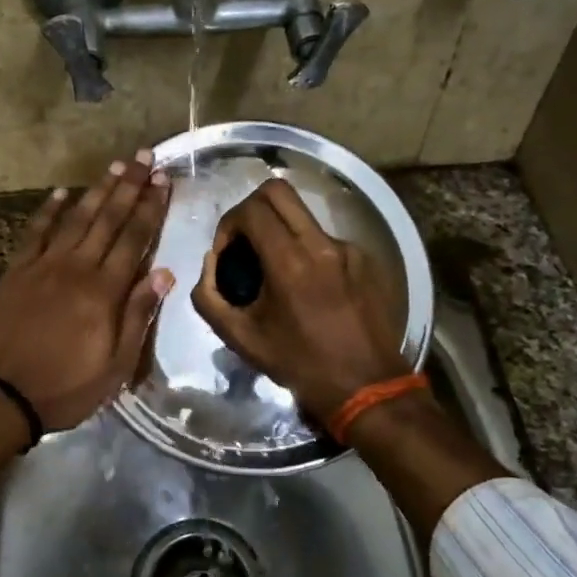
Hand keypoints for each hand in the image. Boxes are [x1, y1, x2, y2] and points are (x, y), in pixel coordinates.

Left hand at [0, 150, 173, 430]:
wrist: (0, 394)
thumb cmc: (65, 387)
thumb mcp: (115, 365)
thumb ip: (137, 315)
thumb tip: (163, 273)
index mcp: (104, 291)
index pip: (134, 238)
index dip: (151, 207)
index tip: (163, 180)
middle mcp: (76, 267)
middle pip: (108, 219)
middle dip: (129, 186)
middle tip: (144, 157)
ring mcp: (43, 265)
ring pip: (76, 218)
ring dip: (97, 190)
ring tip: (115, 166)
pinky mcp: (17, 270)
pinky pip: (35, 232)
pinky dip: (48, 210)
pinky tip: (61, 193)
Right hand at [191, 178, 408, 424]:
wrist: (367, 386)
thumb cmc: (300, 364)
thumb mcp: (241, 338)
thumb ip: (209, 296)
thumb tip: (210, 263)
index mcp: (289, 262)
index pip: (251, 210)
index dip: (229, 223)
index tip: (226, 252)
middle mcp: (321, 244)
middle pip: (278, 191)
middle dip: (251, 208)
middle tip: (245, 241)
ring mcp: (348, 249)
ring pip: (303, 215)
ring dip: (280, 230)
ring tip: (276, 269)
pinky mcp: (366, 259)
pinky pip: (325, 239)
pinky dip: (307, 251)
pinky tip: (309, 287)